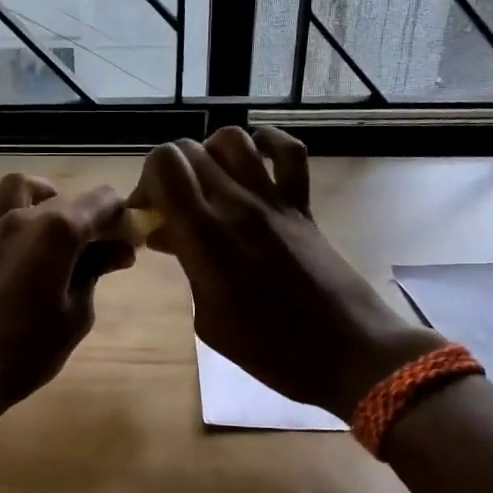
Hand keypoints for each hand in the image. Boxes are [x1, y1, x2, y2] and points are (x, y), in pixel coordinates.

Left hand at [0, 174, 134, 414]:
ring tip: (56, 217)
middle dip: (93, 215)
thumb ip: (95, 272)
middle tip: (107, 251)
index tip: (129, 243)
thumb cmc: (31, 348)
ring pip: (15, 188)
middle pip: (66, 199)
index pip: (102, 202)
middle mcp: (23, 219)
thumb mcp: (77, 313)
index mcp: (59, 230)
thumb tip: (120, 250)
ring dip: (41, 194)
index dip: (120, 218)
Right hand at [132, 127, 439, 416]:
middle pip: (189, 150)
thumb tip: (169, 235)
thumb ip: (186, 268)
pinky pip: (289, 152)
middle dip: (167, 172)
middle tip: (170, 207)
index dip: (146, 182)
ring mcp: (274, 200)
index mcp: (205, 236)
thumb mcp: (209, 320)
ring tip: (207, 186)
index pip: (165, 167)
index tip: (147, 214)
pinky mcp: (302, 205)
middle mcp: (237, 205)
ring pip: (233, 140)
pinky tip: (255, 160)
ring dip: (209, 154)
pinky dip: (268, 144)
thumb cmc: (270, 349)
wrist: (347, 351)